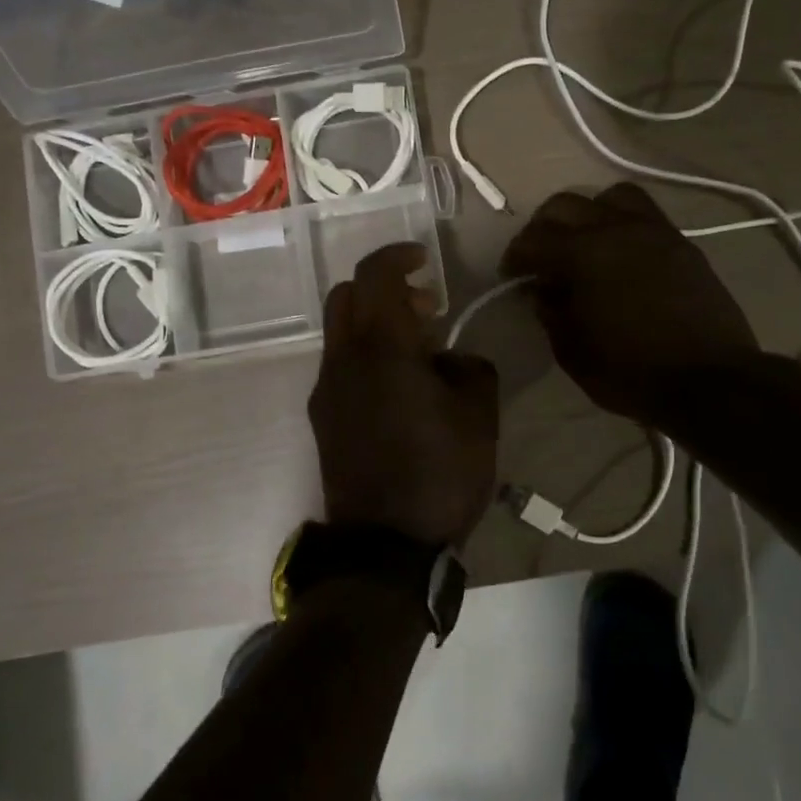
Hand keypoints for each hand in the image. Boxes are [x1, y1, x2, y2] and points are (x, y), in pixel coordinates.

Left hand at [309, 243, 499, 547]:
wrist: (384, 545)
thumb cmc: (439, 474)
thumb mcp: (479, 415)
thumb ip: (470, 367)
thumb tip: (450, 359)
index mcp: (380, 348)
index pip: (374, 275)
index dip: (398, 255)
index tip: (425, 260)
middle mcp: (342, 360)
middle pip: (346, 296)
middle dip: (384, 289)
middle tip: (427, 310)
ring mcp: (325, 390)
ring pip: (341, 332)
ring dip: (375, 324)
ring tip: (421, 354)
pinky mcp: (322, 418)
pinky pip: (341, 366)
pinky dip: (366, 355)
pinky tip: (400, 389)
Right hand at [501, 183, 758, 424]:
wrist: (710, 381)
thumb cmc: (631, 372)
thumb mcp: (573, 351)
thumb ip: (551, 312)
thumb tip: (544, 290)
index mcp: (585, 254)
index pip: (534, 239)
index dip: (516, 257)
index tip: (511, 275)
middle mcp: (618, 229)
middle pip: (567, 205)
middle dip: (544, 227)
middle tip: (540, 257)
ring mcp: (656, 232)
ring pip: (612, 197)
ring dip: (589, 213)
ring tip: (585, 243)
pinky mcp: (683, 245)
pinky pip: (646, 216)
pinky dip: (623, 225)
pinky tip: (621, 256)